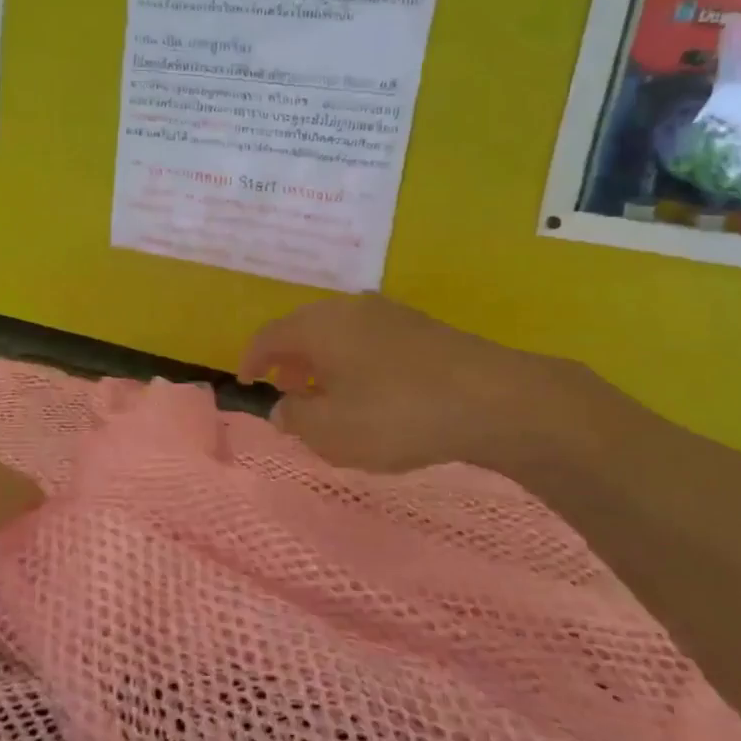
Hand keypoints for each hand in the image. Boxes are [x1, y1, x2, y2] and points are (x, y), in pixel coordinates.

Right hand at [239, 294, 617, 473]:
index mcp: (318, 326)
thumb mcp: (330, 431)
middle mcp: (349, 308)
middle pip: (304, 328)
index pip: (269, 335)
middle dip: (288, 359)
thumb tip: (283, 407)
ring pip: (339, 333)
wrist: (495, 400)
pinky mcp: (423, 328)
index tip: (246, 380)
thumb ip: (295, 418)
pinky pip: (369, 340)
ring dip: (323, 361)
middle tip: (286, 390)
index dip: (251, 358)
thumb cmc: (397, 415)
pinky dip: (354, 361)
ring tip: (326, 394)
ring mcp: (390, 314)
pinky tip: (369, 390)